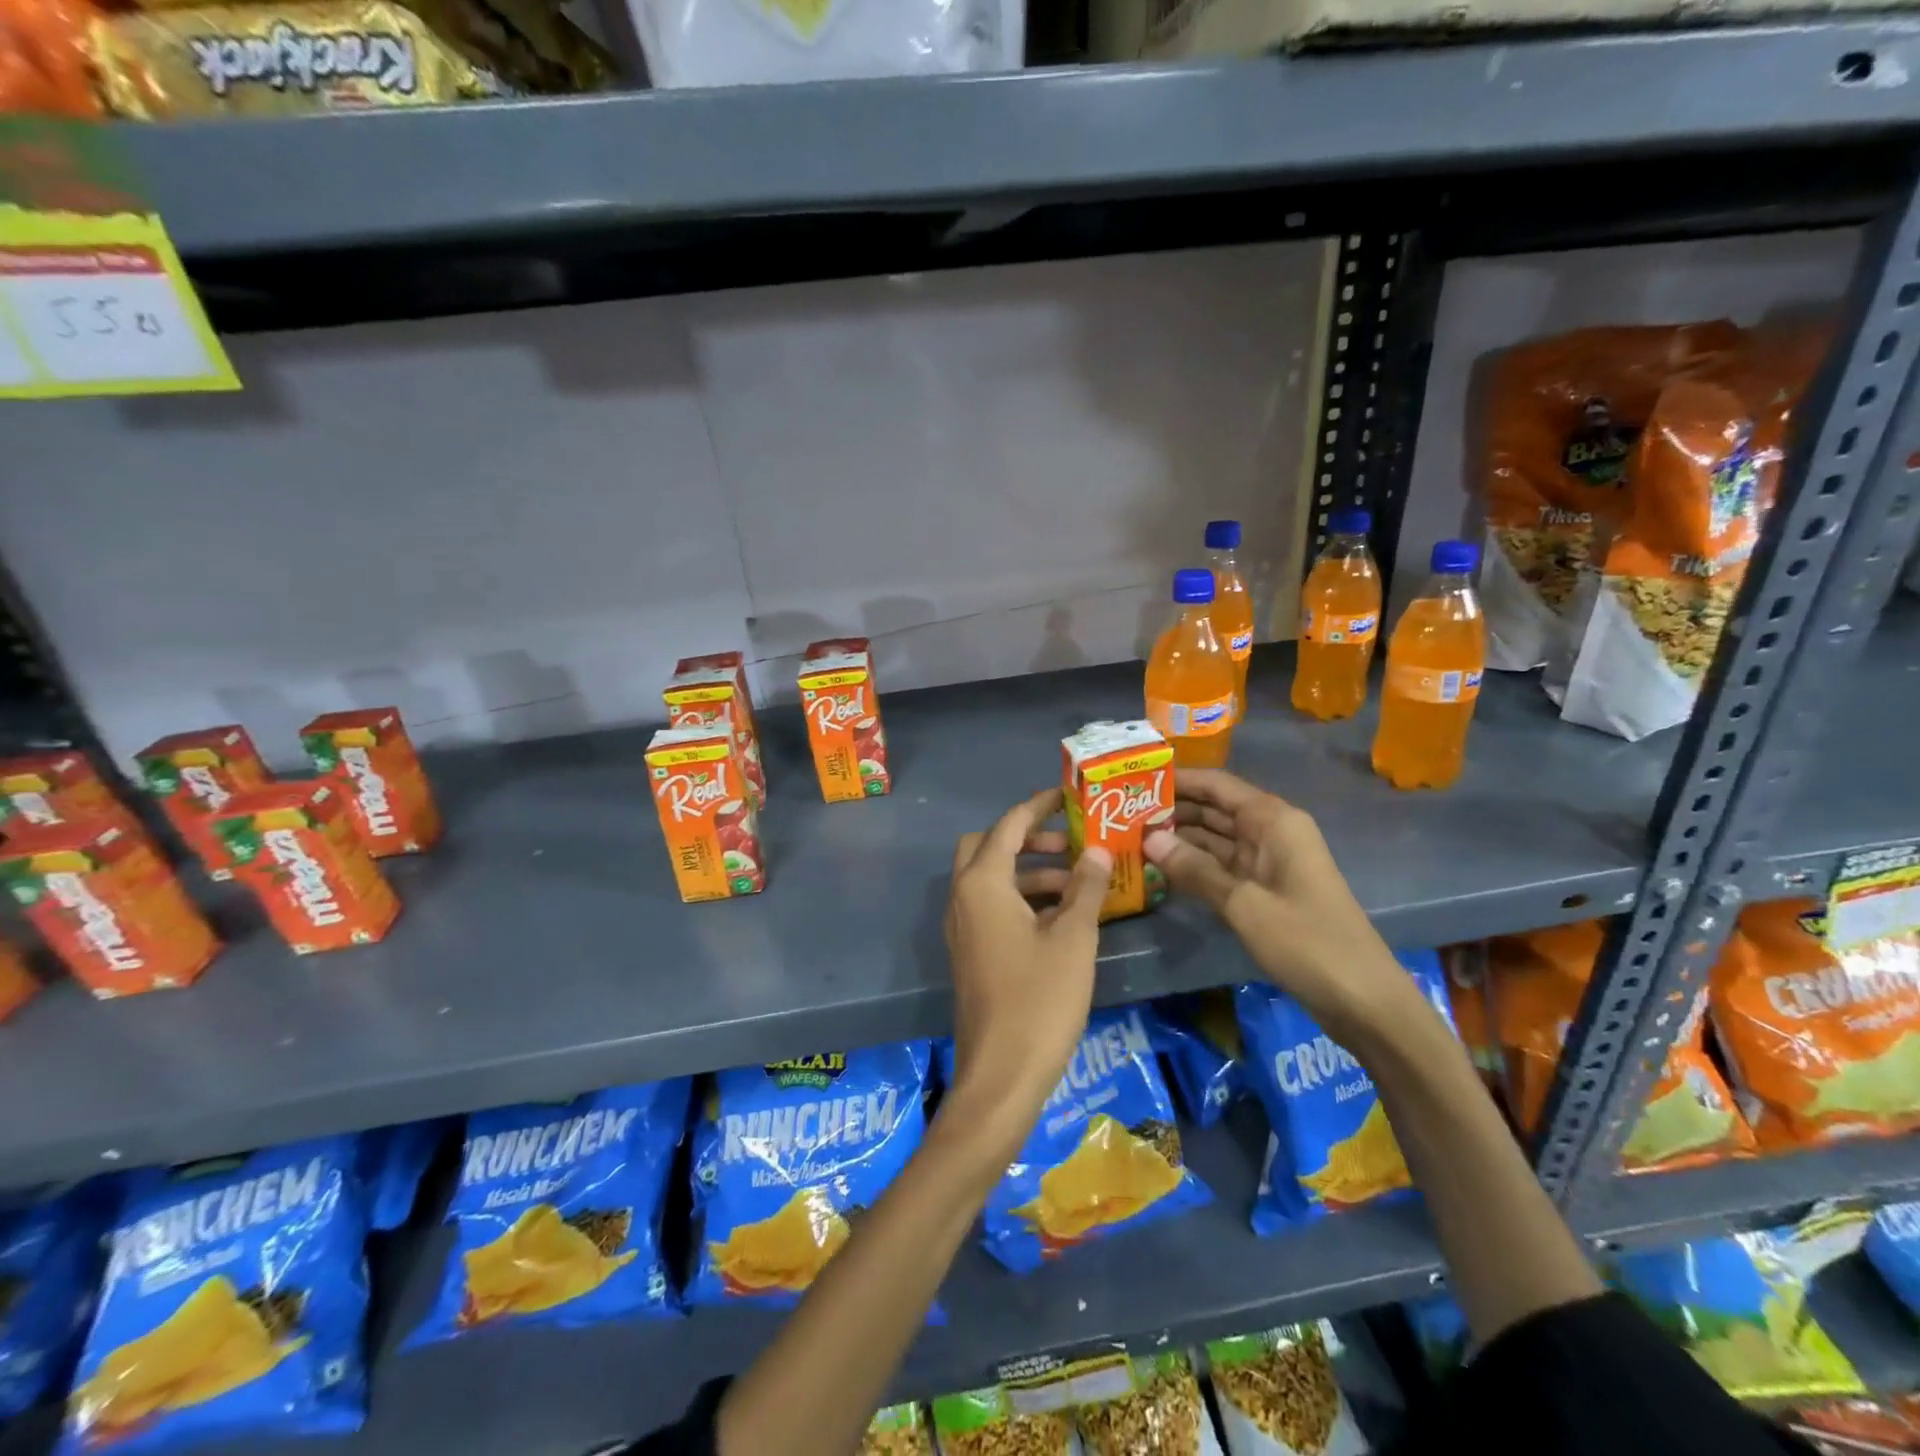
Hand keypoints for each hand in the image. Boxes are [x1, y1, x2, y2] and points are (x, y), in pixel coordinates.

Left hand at [943, 788, 1110, 1148]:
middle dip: (1028, 838)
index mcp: (982, 884)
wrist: (1001, 1074)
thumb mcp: (1073, 939)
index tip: (1067, 794)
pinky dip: (1021, 898)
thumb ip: (1085, 888)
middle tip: (1070, 843)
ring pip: (991, 879)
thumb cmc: (1040, 1000)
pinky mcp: (970, 952)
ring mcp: (962, 927)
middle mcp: (963, 897)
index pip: (1008, 826)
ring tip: (1079, 881)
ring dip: (1029, 871)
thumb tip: (1096, 850)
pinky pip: (992, 906)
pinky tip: (1061, 916)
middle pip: (988, 846)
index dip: (1038, 806)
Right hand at [1142, 768, 1424, 1048]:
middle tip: (1120, 812)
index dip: (1178, 779)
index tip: (1134, 778)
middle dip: (1172, 809)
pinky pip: (1222, 866)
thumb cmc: (1307, 941)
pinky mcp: (1265, 890)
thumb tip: (1148, 838)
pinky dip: (1194, 865)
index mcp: (1273, 821)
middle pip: (1214, 809)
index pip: (1217, 785)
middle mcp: (1271, 832)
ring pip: (1215, 839)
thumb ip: (1194, 869)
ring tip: (1130, 836)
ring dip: (1178, 838)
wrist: (1363, 999)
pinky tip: (1159, 868)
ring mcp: (1268, 862)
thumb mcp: (1244, 904)